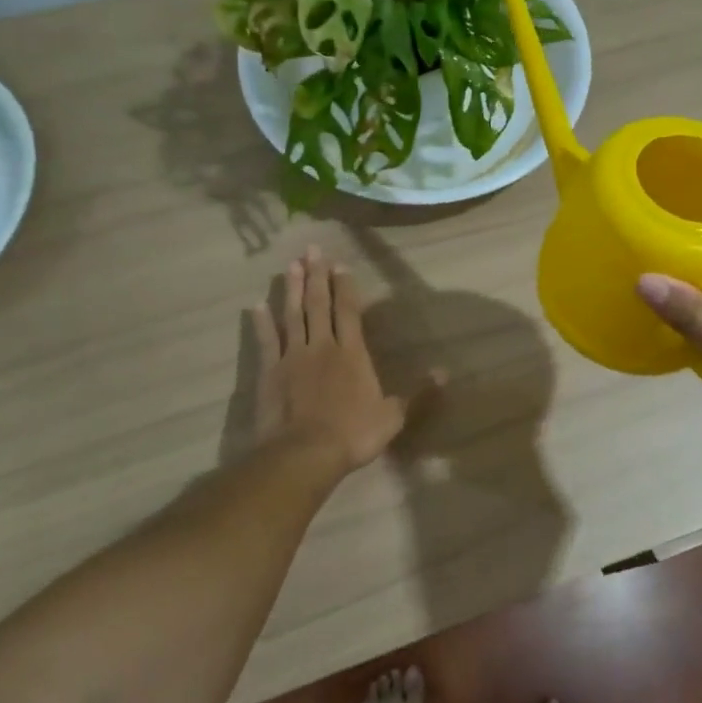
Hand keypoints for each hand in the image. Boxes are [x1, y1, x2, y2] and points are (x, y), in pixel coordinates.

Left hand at [251, 247, 424, 476]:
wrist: (305, 453)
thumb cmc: (353, 434)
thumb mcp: (393, 417)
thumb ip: (417, 393)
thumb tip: (445, 372)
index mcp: (352, 353)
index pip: (349, 311)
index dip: (345, 286)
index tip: (340, 264)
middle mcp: (322, 346)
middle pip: (319, 304)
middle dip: (317, 276)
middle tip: (311, 249)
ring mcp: (293, 356)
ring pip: (293, 315)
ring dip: (292, 289)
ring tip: (291, 265)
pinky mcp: (270, 371)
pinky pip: (267, 341)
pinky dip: (262, 323)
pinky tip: (256, 305)